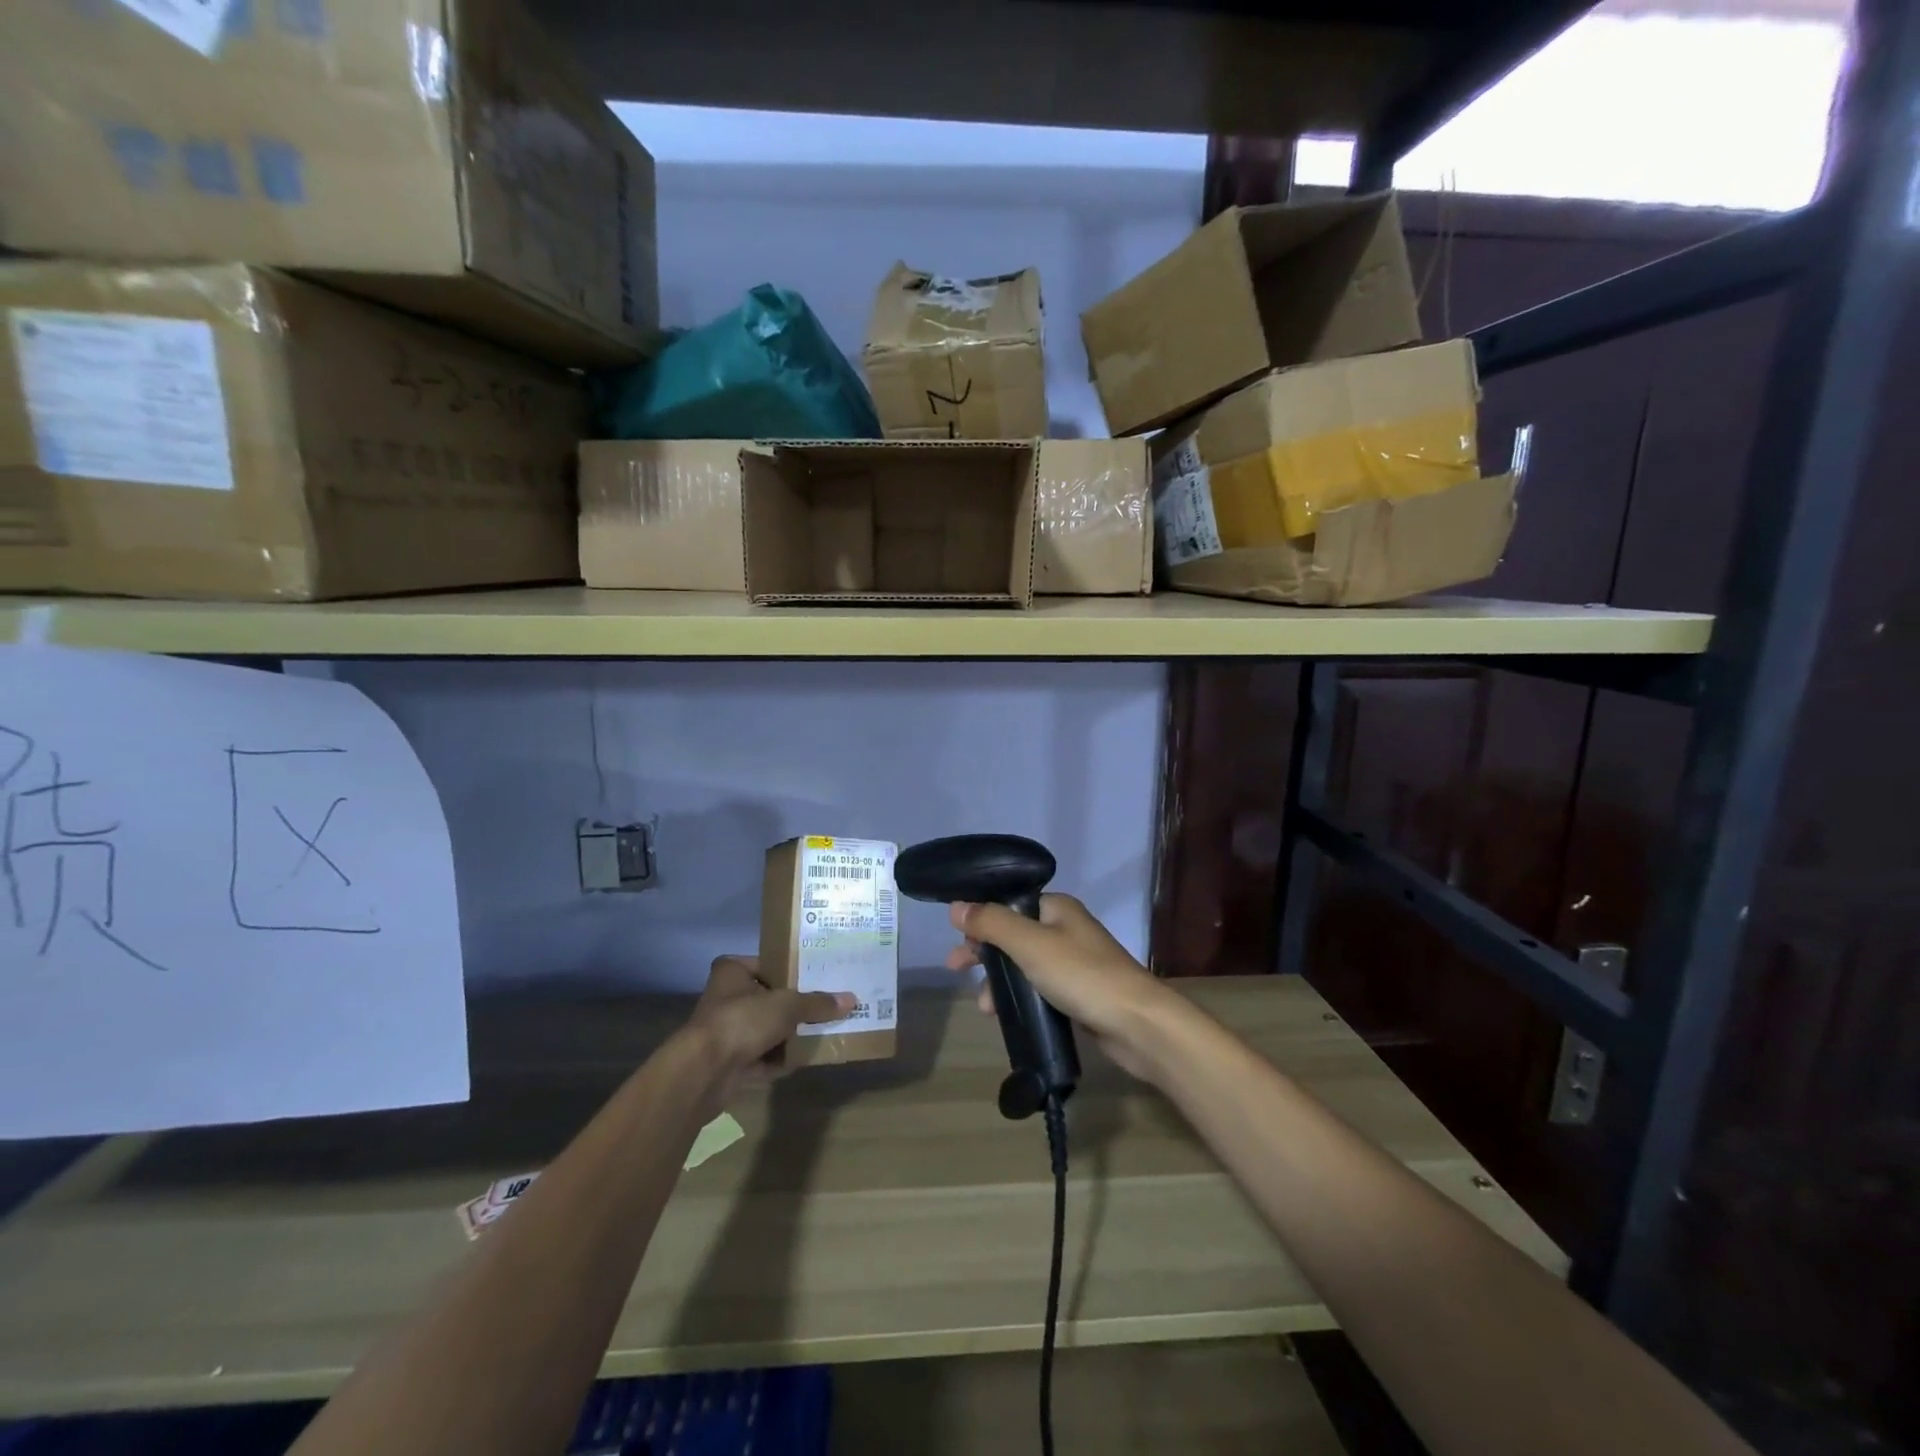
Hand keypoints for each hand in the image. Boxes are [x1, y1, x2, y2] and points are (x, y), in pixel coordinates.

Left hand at [684, 956, 853, 1107]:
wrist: (704, 1072)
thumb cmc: (742, 1020)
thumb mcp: (787, 1005)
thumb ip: (817, 1003)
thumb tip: (851, 1000)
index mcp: (733, 971)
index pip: (769, 962)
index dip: (794, 968)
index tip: (821, 974)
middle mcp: (727, 997)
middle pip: (771, 997)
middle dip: (797, 1005)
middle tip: (829, 1003)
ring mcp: (728, 1031)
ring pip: (769, 1029)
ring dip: (792, 1034)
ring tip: (826, 1028)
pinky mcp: (731, 1062)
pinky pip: (765, 1056)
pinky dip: (783, 1058)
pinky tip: (810, 1056)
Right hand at [945, 895, 1178, 1080]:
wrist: (1137, 1024)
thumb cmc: (1082, 975)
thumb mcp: (1030, 944)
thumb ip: (991, 923)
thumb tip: (956, 906)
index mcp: (1057, 908)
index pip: (1009, 904)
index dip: (981, 919)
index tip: (957, 940)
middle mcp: (1065, 929)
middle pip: (1013, 934)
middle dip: (984, 952)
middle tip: (955, 969)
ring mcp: (1074, 962)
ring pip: (1024, 964)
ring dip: (1000, 981)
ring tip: (984, 1006)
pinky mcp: (1078, 993)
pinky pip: (1038, 988)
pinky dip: (1019, 997)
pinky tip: (1005, 1015)